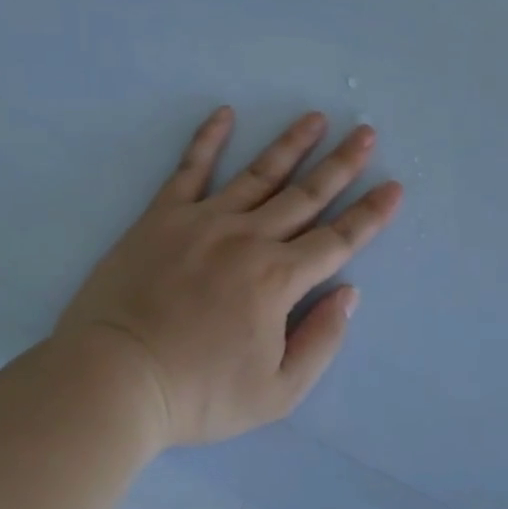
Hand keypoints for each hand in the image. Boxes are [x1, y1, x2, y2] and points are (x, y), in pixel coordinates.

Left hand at [56, 107, 402, 449]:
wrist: (112, 382)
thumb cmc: (198, 395)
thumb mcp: (276, 392)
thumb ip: (321, 341)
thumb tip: (348, 293)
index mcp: (279, 279)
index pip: (339, 240)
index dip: (371, 214)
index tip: (394, 187)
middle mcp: (249, 239)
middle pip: (307, 195)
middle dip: (342, 164)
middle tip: (366, 133)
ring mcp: (204, 222)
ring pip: (259, 174)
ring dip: (292, 144)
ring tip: (316, 118)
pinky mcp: (162, 218)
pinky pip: (190, 169)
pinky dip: (208, 139)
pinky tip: (225, 114)